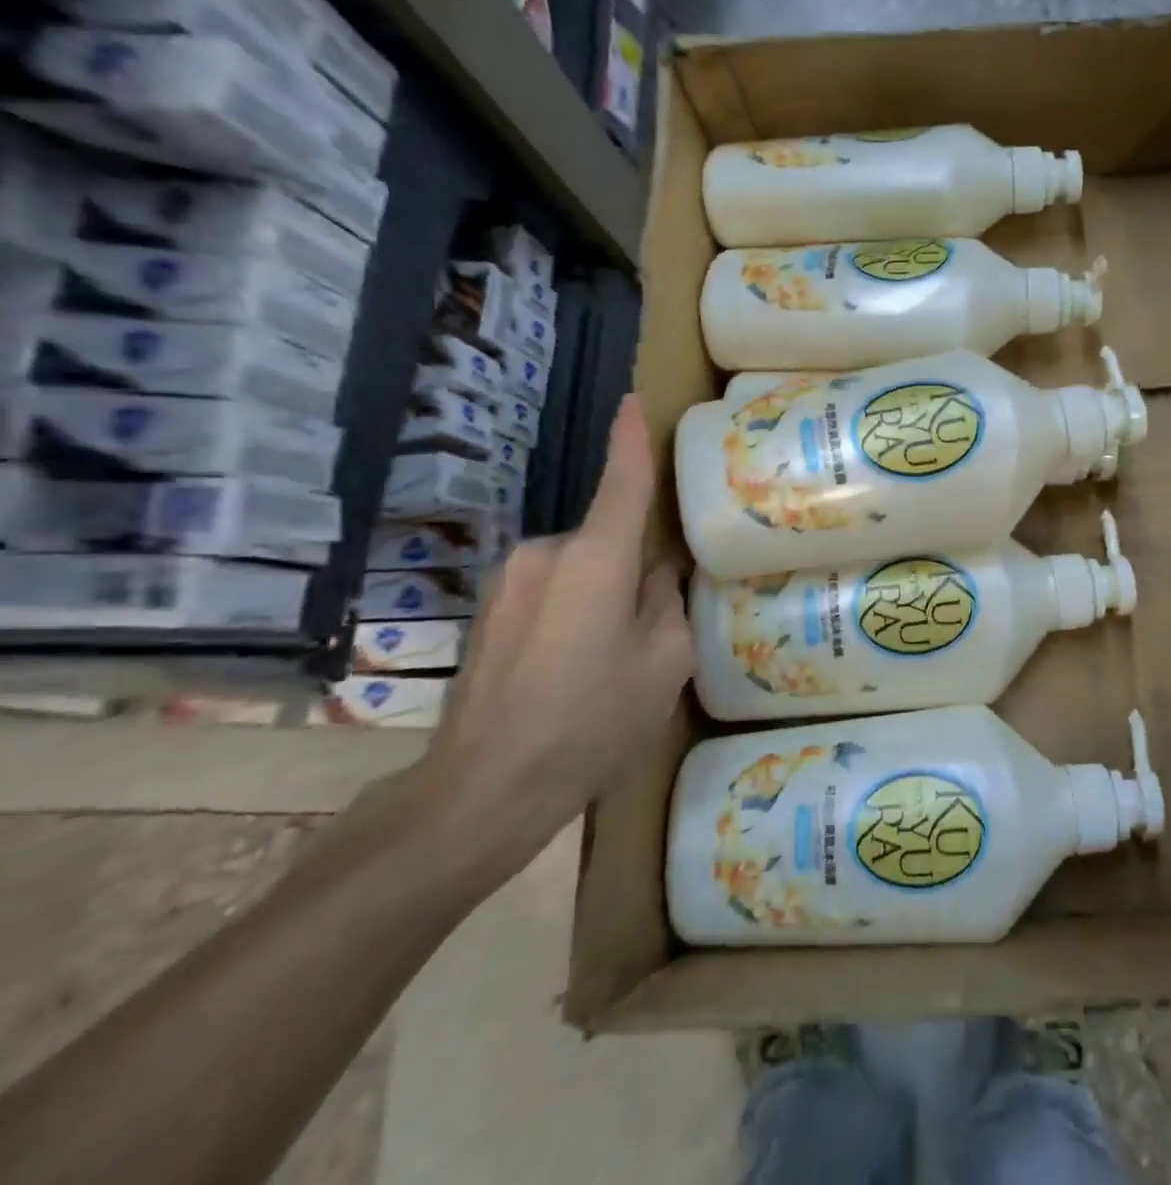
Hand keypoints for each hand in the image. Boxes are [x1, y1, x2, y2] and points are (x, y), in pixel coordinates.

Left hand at [417, 394, 691, 875]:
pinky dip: (572, 610)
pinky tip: (572, 668)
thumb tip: (654, 577)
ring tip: (609, 657)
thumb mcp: (665, 663)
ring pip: (578, 567)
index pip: (621, 482)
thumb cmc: (592, 720)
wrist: (483, 789)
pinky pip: (549, 590)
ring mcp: (509, 581)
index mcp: (594, 558)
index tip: (634, 400)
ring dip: (601, 592)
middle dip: (634, 564)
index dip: (631, 439)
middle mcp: (545, 554)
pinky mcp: (488, 611)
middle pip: (607, 538)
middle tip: (653, 625)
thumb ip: (667, 603)